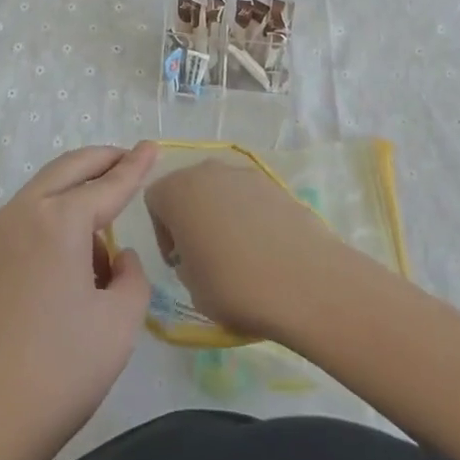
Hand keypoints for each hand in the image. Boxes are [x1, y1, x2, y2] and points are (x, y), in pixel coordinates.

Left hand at [0, 142, 157, 459]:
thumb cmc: (56, 375)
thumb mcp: (116, 327)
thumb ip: (131, 279)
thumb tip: (117, 258)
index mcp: (58, 221)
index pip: (107, 184)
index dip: (134, 166)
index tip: (152, 146)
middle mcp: (22, 214)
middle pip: (67, 170)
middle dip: (100, 160)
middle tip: (127, 158)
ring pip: (43, 192)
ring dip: (75, 192)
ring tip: (105, 228)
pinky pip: (26, 220)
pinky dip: (53, 217)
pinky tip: (71, 257)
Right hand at [143, 157, 353, 340]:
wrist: (305, 281)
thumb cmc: (234, 285)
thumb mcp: (192, 288)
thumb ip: (184, 263)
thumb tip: (197, 255)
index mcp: (176, 191)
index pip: (155, 201)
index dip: (163, 233)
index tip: (180, 261)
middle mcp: (206, 171)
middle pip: (188, 189)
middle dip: (191, 217)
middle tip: (205, 255)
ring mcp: (243, 173)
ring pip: (220, 191)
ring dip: (221, 214)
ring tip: (240, 254)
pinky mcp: (275, 183)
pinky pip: (249, 197)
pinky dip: (250, 216)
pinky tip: (266, 249)